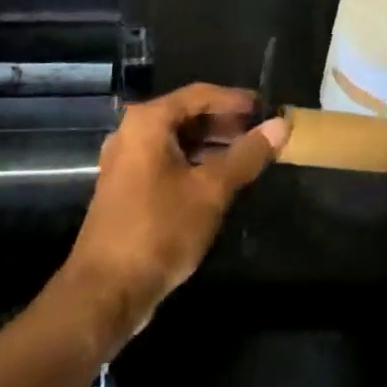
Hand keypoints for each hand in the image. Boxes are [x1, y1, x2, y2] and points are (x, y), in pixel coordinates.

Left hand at [61, 84, 286, 346]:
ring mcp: (126, 162)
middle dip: (225, 123)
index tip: (266, 107)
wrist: (105, 291)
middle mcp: (132, 133)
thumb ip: (247, 155)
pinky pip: (167, 162)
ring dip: (212, 145)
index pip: (200, 94)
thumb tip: (281, 125)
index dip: (235, 100)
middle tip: (261, 132)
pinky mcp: (126, 188)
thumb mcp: (211, 190)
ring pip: (177, 141)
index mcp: (148, 122)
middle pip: (186, 115)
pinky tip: (220, 180)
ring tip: (248, 155)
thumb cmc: (160, 229)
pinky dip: (194, 163)